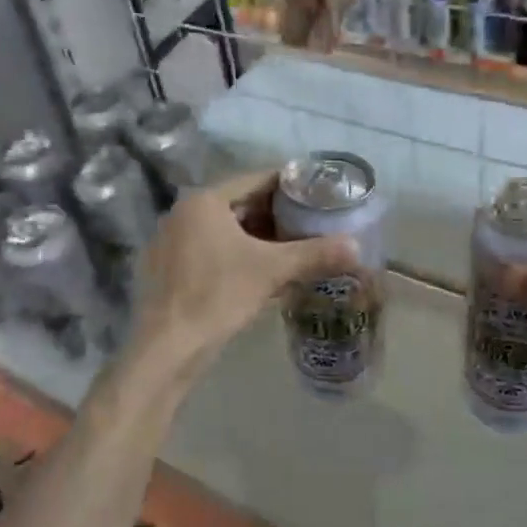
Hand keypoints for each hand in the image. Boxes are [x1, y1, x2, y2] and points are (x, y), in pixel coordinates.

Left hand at [131, 169, 355, 382]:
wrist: (169, 346)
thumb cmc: (218, 295)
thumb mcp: (271, 271)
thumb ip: (315, 254)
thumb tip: (357, 247)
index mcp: (204, 201)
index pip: (255, 180)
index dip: (290, 186)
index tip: (318, 194)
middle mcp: (183, 214)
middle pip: (240, 205)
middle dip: (276, 215)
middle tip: (311, 223)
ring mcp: (172, 242)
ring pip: (226, 231)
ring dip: (258, 238)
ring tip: (293, 248)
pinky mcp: (170, 269)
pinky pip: (211, 251)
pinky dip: (238, 256)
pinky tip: (262, 273)